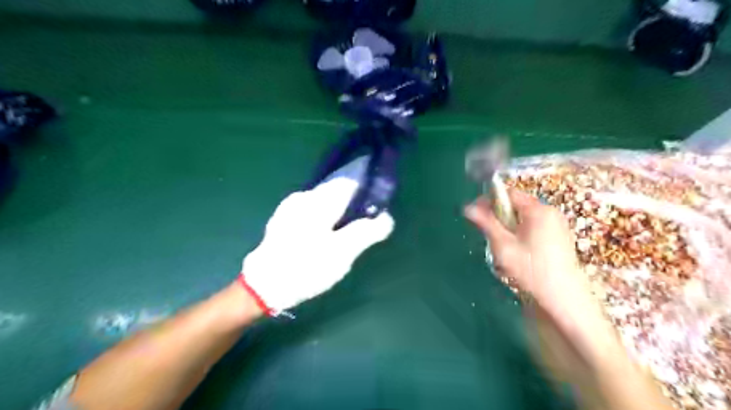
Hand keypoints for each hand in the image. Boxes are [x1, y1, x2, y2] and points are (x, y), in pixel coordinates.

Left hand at [242, 176, 394, 312]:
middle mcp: (303, 197)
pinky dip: (325, 219)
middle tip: (362, 226)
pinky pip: (312, 212)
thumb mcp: (342, 252)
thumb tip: (386, 217)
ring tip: (345, 234)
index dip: (366, 190)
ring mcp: (290, 208)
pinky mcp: (283, 221)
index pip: (349, 182)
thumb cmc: (306, 267)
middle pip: (336, 191)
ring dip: (339, 213)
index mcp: (318, 200)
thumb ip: (367, 232)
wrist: (264, 287)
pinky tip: (324, 238)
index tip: (376, 206)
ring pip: (324, 202)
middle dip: (353, 204)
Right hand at [466, 191, 596, 322]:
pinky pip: (535, 227)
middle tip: (489, 234)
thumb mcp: (503, 246)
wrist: (563, 298)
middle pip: (517, 205)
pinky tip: (519, 253)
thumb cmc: (531, 270)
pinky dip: (522, 233)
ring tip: (503, 247)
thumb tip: (468, 208)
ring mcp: (558, 224)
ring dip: (509, 226)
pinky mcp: (561, 237)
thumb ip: (486, 223)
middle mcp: (550, 212)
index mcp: (538, 210)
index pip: (509, 193)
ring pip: (524, 217)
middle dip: (500, 216)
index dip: (489, 201)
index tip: (476, 213)